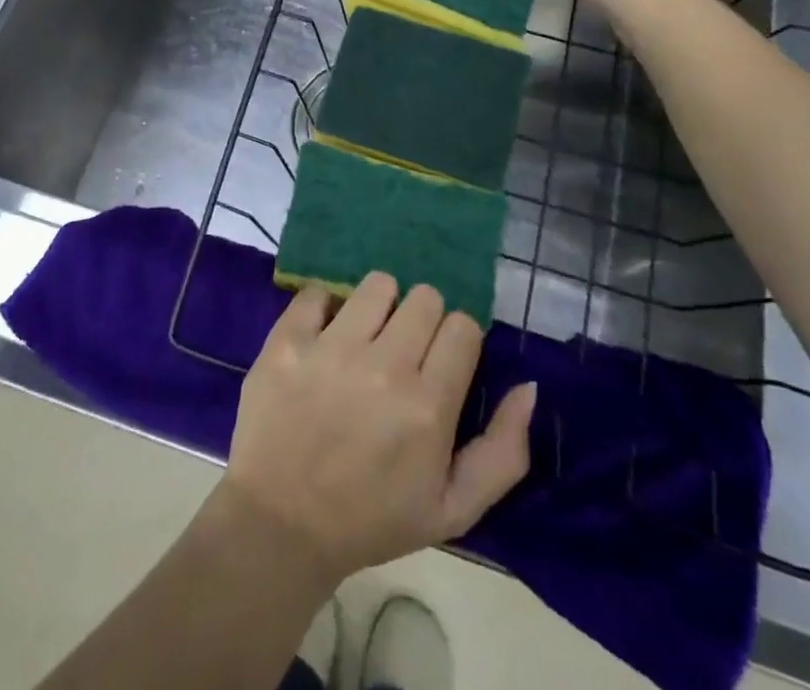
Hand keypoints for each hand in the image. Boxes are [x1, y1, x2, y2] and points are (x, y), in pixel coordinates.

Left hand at [220, 273, 534, 585]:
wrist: (281, 526)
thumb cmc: (371, 519)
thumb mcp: (454, 509)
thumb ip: (504, 451)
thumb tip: (529, 387)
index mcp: (428, 406)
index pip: (463, 326)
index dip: (457, 341)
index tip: (441, 362)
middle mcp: (383, 366)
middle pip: (425, 297)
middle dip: (422, 321)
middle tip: (403, 352)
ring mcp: (331, 348)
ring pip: (377, 284)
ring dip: (379, 307)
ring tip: (365, 338)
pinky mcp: (287, 339)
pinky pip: (317, 292)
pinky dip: (323, 308)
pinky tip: (322, 338)